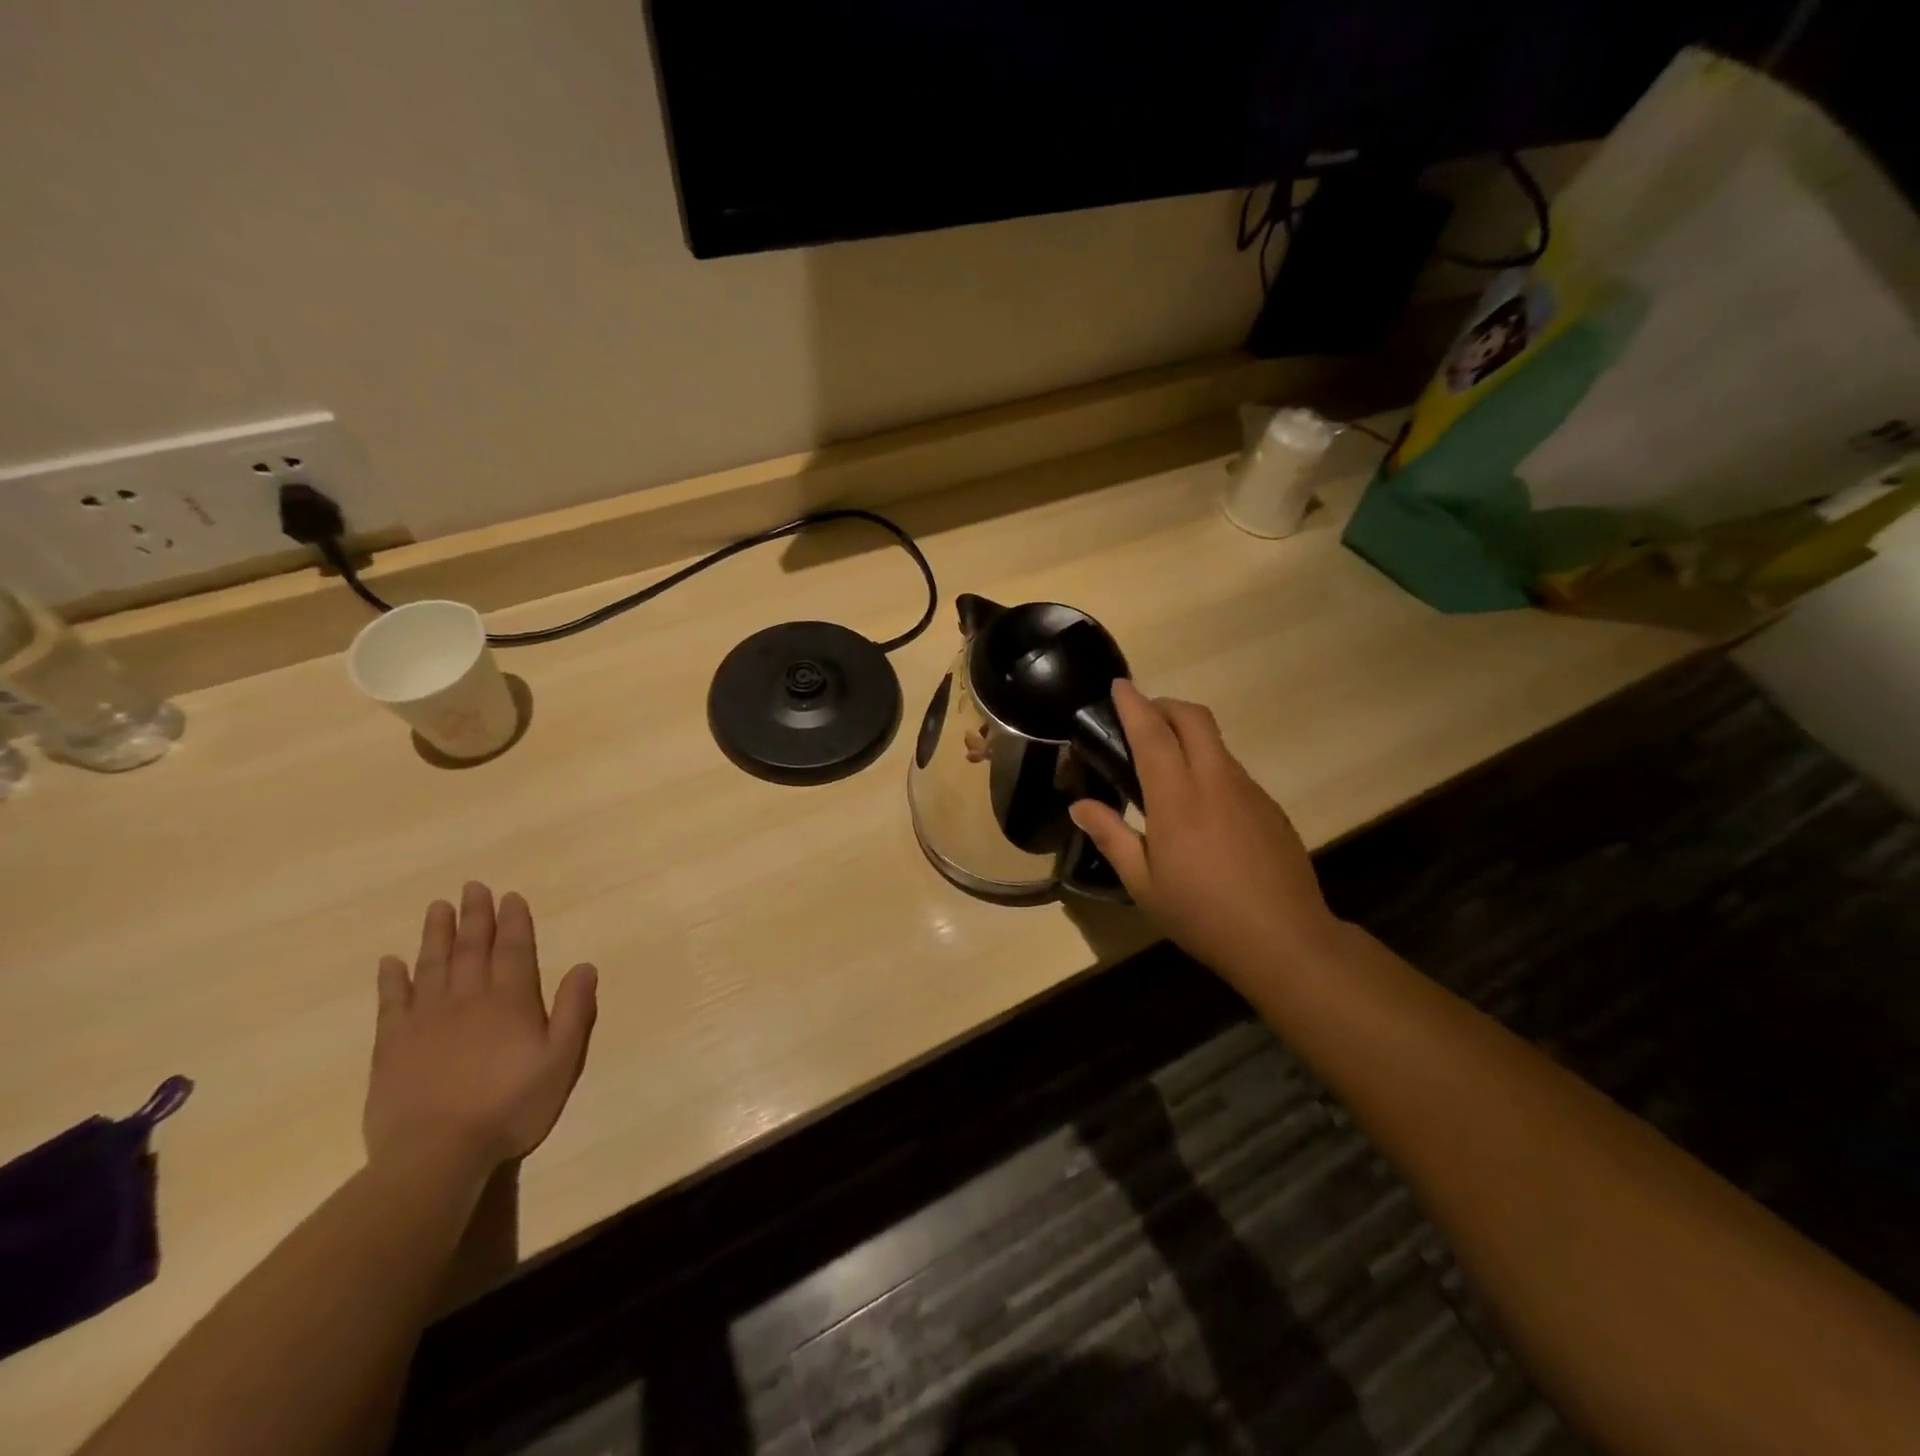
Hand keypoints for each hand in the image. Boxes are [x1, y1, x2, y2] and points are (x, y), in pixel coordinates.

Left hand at [364, 882, 597, 1174]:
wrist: (436, 1154)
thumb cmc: (510, 1106)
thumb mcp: (561, 1061)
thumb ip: (575, 1011)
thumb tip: (584, 966)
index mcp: (510, 1001)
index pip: (513, 950)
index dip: (514, 922)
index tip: (510, 896)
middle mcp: (468, 999)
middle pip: (472, 949)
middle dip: (475, 916)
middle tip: (473, 887)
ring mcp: (425, 1021)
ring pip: (432, 966)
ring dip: (437, 935)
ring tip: (438, 908)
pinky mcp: (392, 1046)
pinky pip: (391, 1002)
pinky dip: (392, 979)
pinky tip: (391, 961)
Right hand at [1069, 681, 1340, 984]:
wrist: (1284, 940)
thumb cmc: (1202, 915)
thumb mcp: (1143, 885)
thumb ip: (1111, 837)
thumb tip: (1079, 805)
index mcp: (1177, 799)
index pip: (1152, 733)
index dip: (1133, 704)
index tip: (1119, 685)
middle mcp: (1215, 781)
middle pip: (1193, 718)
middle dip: (1164, 705)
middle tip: (1141, 717)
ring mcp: (1249, 791)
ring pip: (1215, 742)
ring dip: (1188, 734)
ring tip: (1166, 765)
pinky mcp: (1270, 807)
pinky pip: (1233, 770)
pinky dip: (1209, 765)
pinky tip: (1201, 807)